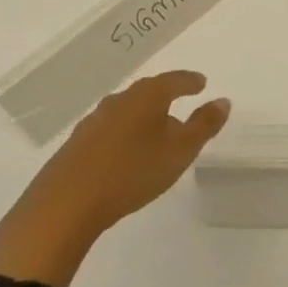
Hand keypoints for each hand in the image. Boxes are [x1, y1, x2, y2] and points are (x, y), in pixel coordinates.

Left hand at [0, 71, 229, 285]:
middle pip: (147, 92)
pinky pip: (107, 131)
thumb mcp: (180, 151)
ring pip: (125, 111)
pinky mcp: (75, 146)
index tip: (201, 83)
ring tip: (153, 131)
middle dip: (164, 97)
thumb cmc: (132, 172)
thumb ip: (204, 125)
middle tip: (179, 105)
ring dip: (141, 117)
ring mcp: (93, 122)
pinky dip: (122, 135)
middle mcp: (119, 101)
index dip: (190, 81)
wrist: (64, 206)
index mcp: (147, 96)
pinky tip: (123, 153)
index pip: (174, 80)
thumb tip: (223, 101)